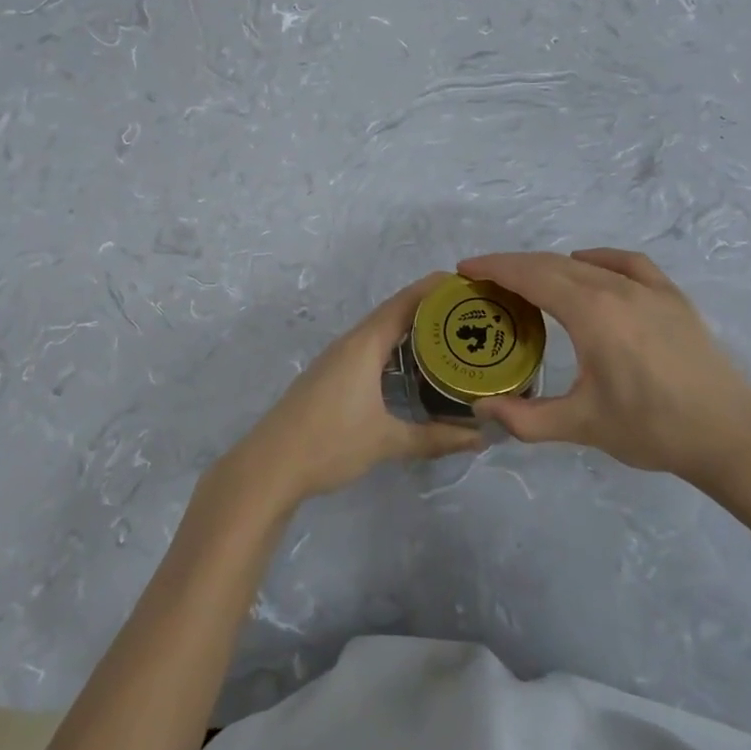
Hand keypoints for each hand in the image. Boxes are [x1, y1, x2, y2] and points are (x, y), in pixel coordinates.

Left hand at [217, 273, 484, 516]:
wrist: (270, 466)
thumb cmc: (329, 444)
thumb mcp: (387, 442)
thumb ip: (435, 438)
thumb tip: (480, 438)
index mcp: (364, 345)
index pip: (405, 303)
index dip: (435, 289)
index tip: (467, 283)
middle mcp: (350, 343)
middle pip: (393, 312)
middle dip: (429, 308)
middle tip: (469, 312)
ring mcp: (336, 358)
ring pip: (379, 331)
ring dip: (410, 328)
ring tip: (448, 335)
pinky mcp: (329, 376)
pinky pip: (369, 348)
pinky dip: (394, 347)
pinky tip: (410, 366)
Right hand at [457, 249, 750, 495]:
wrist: (729, 436)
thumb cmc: (652, 429)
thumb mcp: (582, 426)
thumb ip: (525, 418)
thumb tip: (480, 410)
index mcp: (591, 313)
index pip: (531, 276)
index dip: (494, 268)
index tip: (465, 268)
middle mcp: (616, 288)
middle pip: (553, 264)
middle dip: (513, 266)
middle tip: (484, 279)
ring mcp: (649, 289)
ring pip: (586, 264)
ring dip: (549, 265)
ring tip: (527, 281)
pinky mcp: (672, 297)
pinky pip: (627, 263)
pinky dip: (598, 260)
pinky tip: (588, 267)